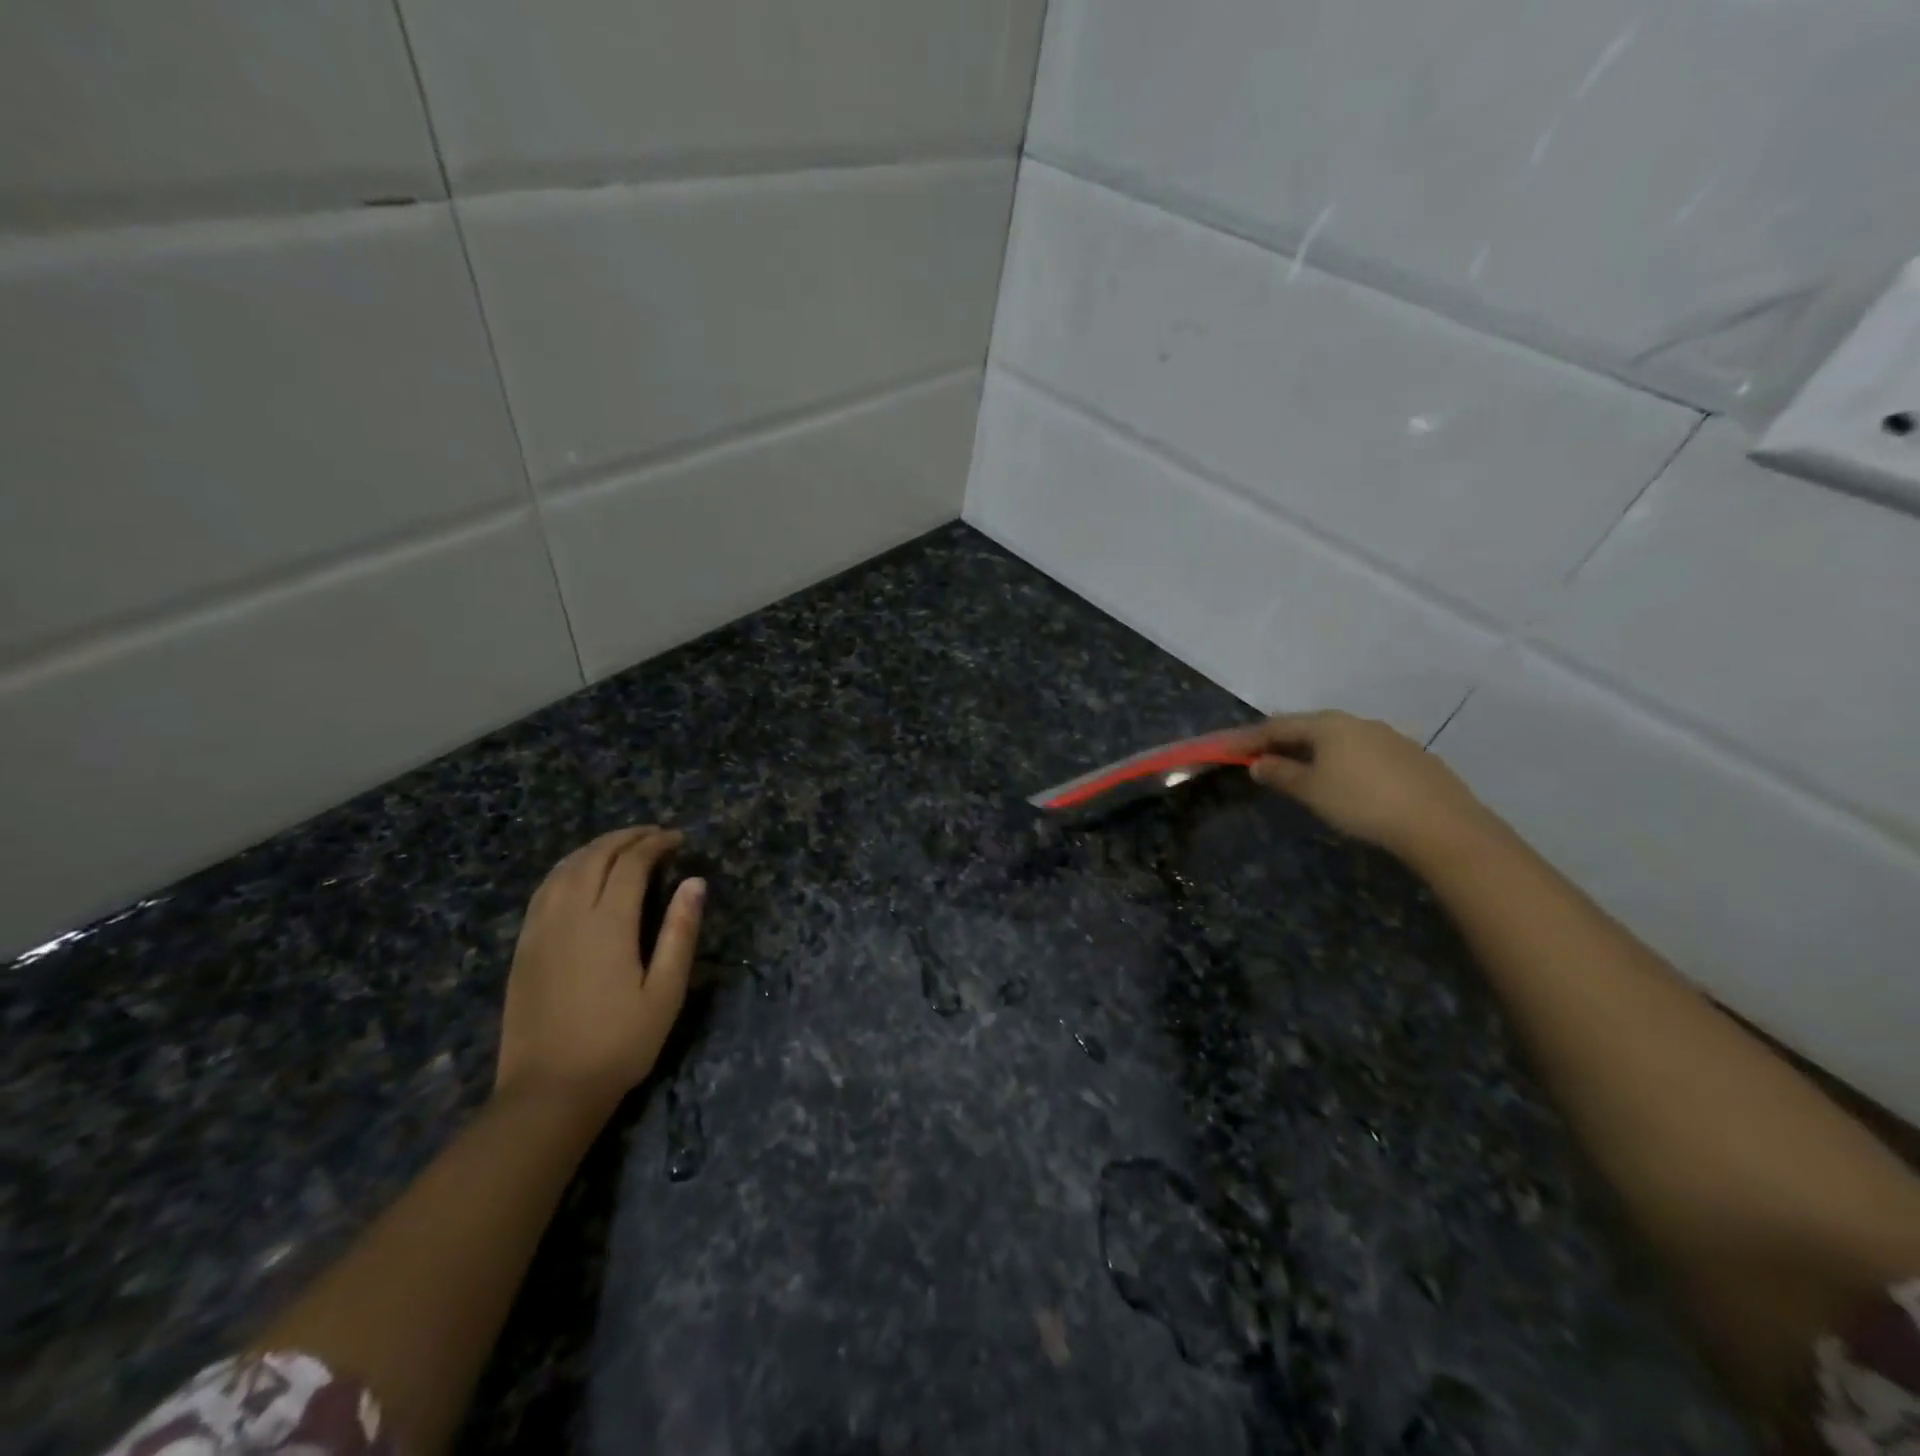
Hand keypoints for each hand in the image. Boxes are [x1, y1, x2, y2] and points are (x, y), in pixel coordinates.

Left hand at [495, 827, 703, 1115]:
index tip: (678, 839)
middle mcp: (570, 915)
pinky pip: (544, 890)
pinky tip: (578, 874)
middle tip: (654, 835)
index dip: (656, 844)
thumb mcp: (666, 992)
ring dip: (594, 848)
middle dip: (626, 838)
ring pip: (565, 869)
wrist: (549, 1091)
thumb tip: (695, 882)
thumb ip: (680, 932)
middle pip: (595, 857)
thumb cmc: (619, 1043)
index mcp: (609, 923)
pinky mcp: (524, 947)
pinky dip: (567, 869)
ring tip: (620, 846)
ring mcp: (540, 929)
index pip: (632, 864)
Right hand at [1230, 711, 1494, 861]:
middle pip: (1309, 726)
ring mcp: (1388, 736)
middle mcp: (1357, 722)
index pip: (1278, 725)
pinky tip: (1344, 780)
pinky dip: (1340, 760)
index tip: (1227, 747)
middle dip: (1281, 740)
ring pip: (1338, 738)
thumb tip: (1258, 763)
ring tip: (1298, 767)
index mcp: (1328, 724)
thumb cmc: (1362, 802)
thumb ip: (1281, 774)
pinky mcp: (1410, 756)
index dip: (1250, 737)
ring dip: (1312, 750)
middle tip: (1260, 755)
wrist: (1439, 823)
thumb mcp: (1311, 791)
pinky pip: (1362, 751)